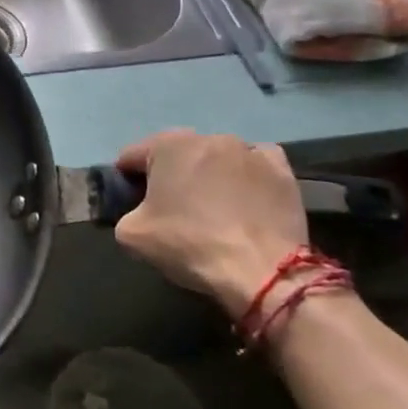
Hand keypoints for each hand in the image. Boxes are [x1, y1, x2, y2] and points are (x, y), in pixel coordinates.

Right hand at [110, 130, 308, 317]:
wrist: (263, 271)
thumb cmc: (190, 244)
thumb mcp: (131, 235)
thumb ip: (125, 213)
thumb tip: (137, 212)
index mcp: (167, 145)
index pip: (132, 156)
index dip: (126, 180)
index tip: (132, 204)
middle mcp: (209, 137)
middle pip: (176, 154)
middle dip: (169, 174)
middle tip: (171, 208)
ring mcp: (250, 151)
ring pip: (216, 158)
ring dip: (208, 174)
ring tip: (212, 208)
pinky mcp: (282, 171)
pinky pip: (254, 165)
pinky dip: (246, 176)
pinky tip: (245, 199)